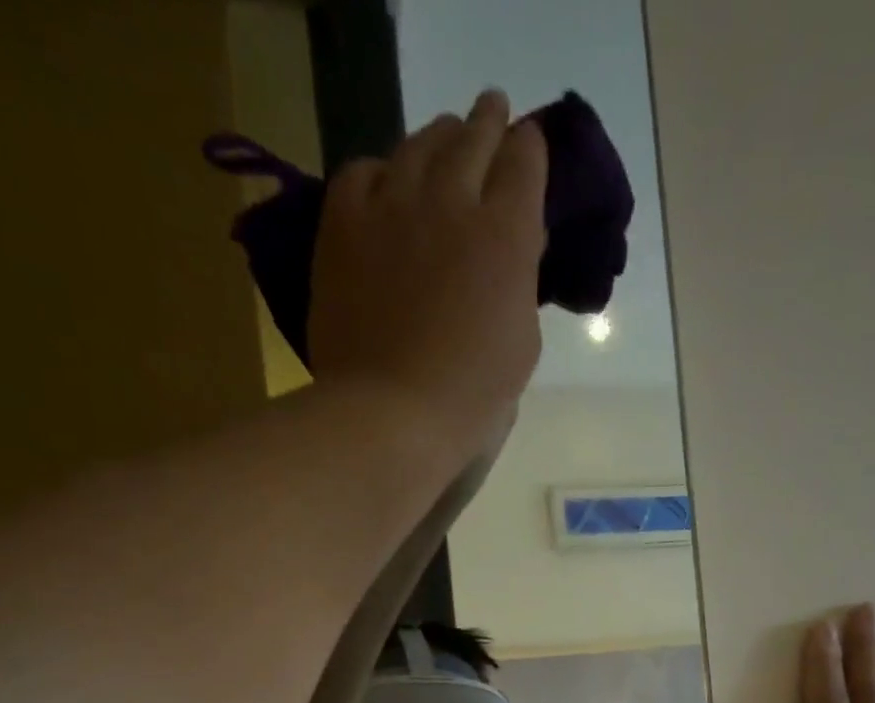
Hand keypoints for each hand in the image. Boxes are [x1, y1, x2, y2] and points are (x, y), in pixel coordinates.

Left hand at [307, 90, 547, 459]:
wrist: (391, 413)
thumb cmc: (471, 397)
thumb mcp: (522, 343)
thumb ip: (521, 281)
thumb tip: (517, 244)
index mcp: (507, 235)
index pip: (525, 162)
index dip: (530, 149)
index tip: (529, 148)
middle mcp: (452, 200)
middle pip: (475, 136)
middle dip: (489, 123)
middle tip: (492, 117)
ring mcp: (392, 204)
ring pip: (419, 143)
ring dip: (439, 137)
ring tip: (444, 140)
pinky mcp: (343, 221)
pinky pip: (363, 170)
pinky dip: (381, 170)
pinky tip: (386, 182)